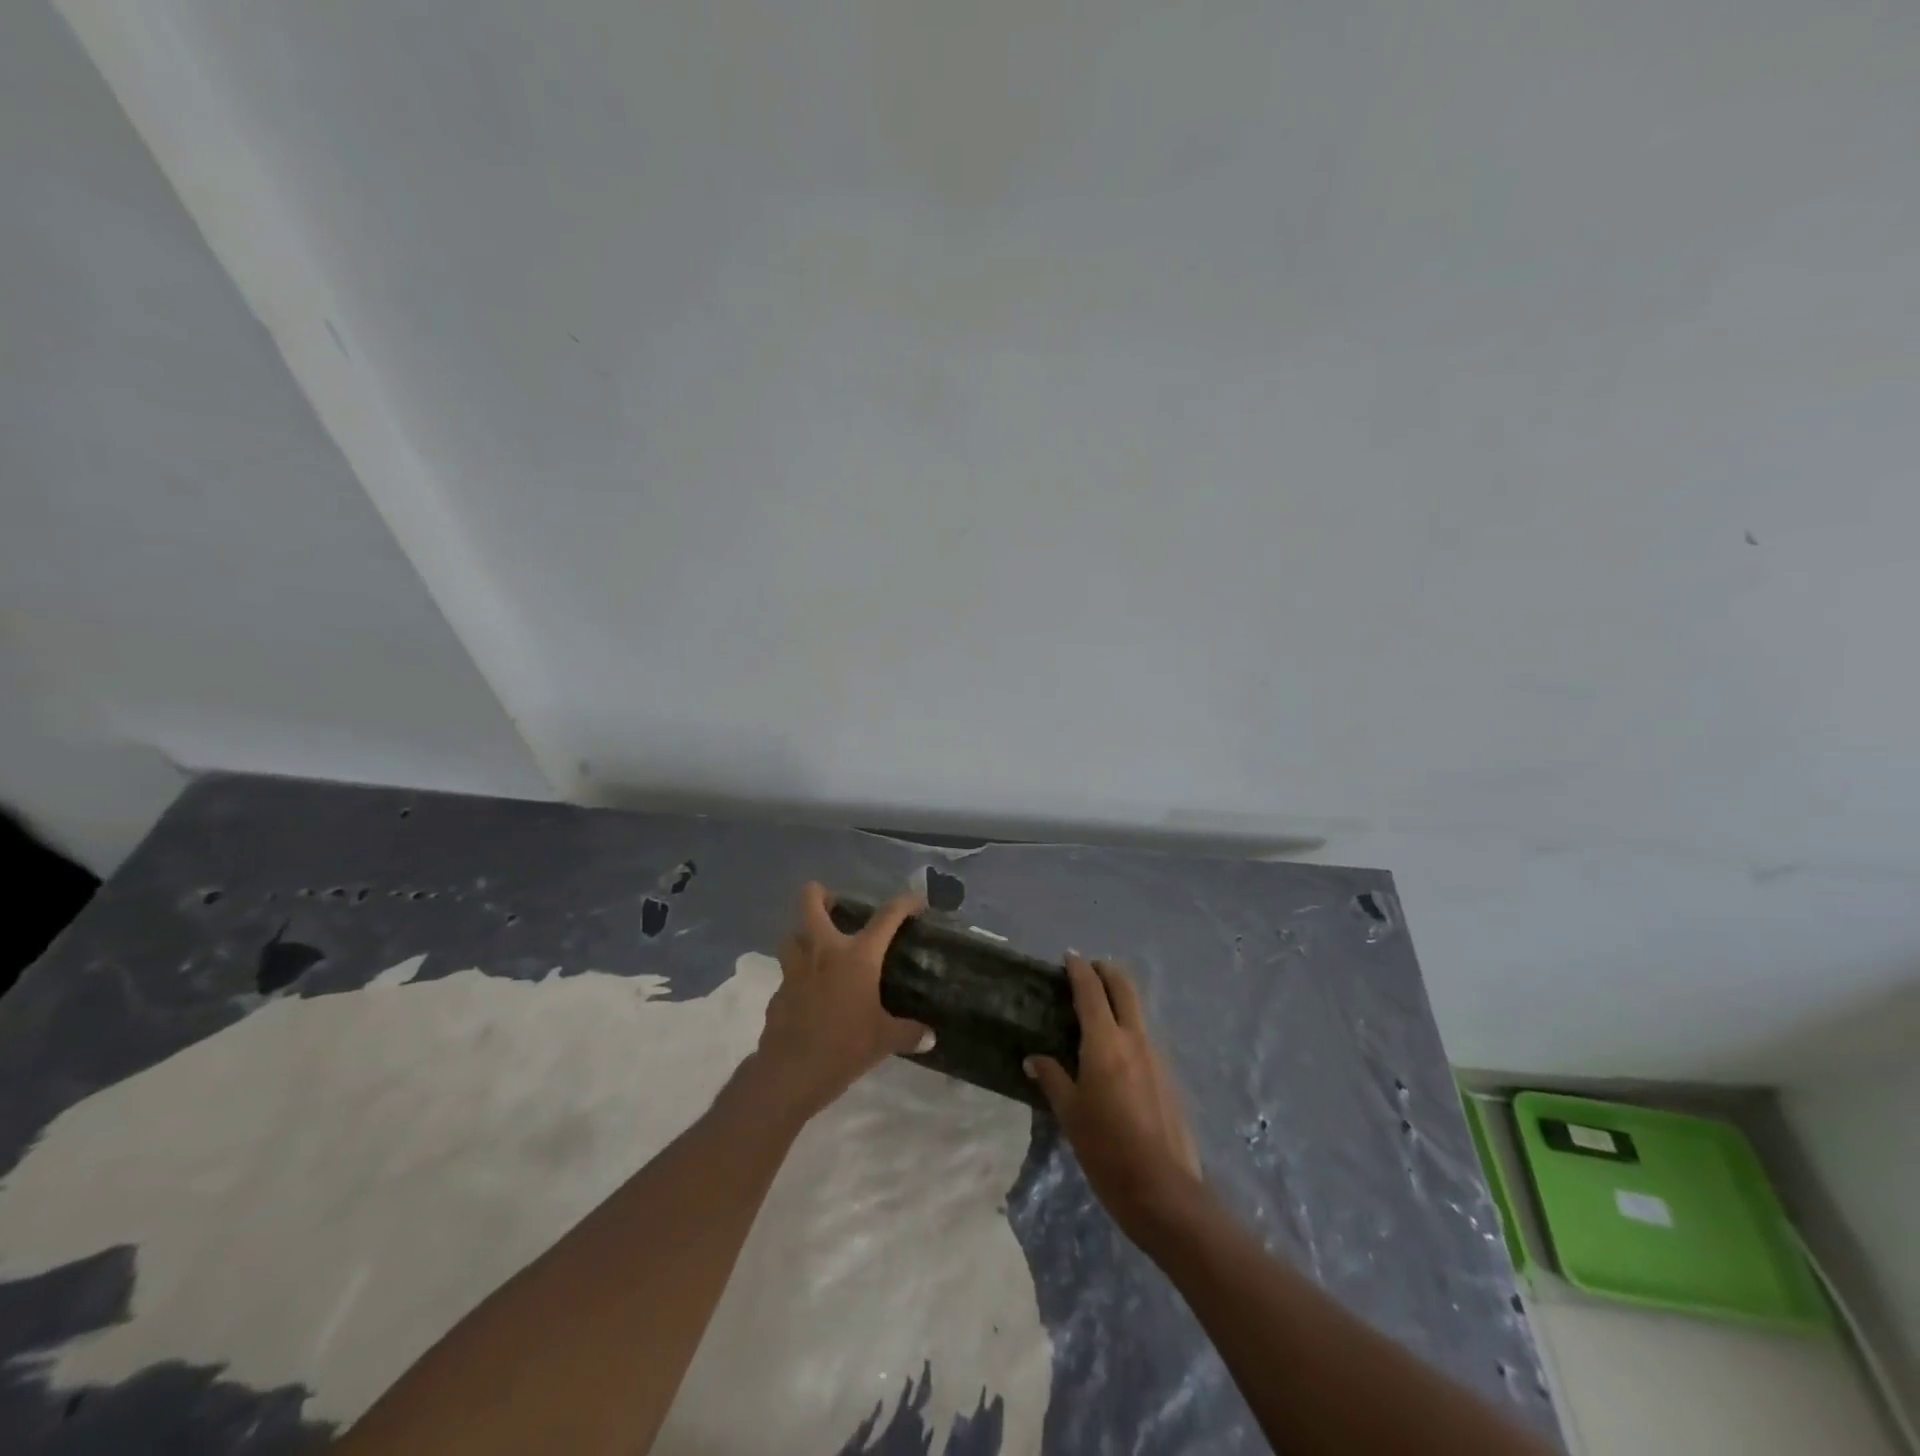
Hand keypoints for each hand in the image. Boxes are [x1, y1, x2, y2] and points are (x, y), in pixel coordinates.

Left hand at [745, 883, 930, 1122]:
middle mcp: (824, 952)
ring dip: (803, 935)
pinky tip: (809, 993)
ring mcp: (796, 970)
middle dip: (820, 894)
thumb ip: (909, 1033)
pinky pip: (787, 974)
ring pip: (792, 935)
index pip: (887, 916)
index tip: (916, 900)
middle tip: (835, 903)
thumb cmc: (845, 1047)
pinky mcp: (778, 993)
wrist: (791, 1073)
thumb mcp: (884, 1040)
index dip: (905, 902)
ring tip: (818, 947)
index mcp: (857, 956)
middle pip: (811, 903)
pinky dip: (798, 976)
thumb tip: (930, 1037)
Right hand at [1026, 955, 1202, 1237]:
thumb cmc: (1107, 1150)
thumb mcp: (1070, 1115)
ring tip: (1098, 1010)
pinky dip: (1130, 1026)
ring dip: (1120, 998)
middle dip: (1106, 971)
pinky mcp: (1169, 1077)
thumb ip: (1052, 1079)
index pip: (1091, 990)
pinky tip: (1117, 1051)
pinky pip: (1146, 1037)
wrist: (1165, 1191)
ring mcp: (1157, 1057)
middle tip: (1088, 970)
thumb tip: (1034, 1059)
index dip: (1079, 969)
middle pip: (1124, 987)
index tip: (1069, 957)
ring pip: (1138, 1010)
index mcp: (1105, 1042)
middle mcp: (1135, 1039)